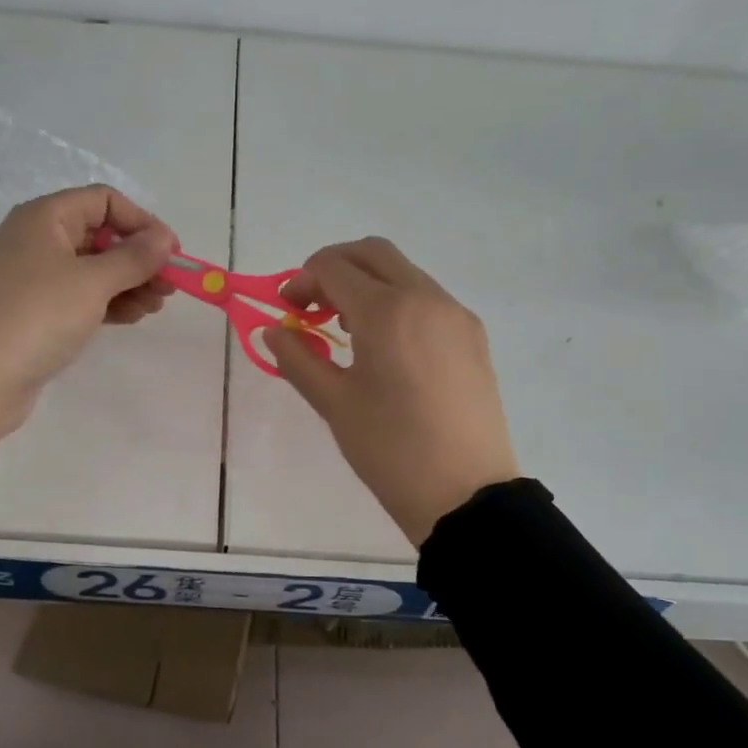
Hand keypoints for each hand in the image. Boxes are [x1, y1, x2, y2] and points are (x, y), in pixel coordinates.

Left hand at [0, 185, 176, 456]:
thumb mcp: (92, 282)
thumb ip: (134, 258)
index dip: (142, 222)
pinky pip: (81, 297)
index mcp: (45, 218)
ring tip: (156, 306)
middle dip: (139, 258)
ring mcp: (35, 278)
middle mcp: (38, 240)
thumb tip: (164, 239)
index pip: (104, 202)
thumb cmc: (36, 317)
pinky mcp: (37, 312)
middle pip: (101, 236)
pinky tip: (133, 317)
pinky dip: (109, 303)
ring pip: (94, 270)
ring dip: (129, 283)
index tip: (172, 253)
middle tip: (170, 286)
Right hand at [266, 238, 519, 546]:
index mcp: (387, 311)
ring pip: (404, 273)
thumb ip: (298, 358)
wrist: (466, 494)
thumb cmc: (390, 450)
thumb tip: (274, 330)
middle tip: (312, 306)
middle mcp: (426, 298)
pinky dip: (397, 302)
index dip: (302, 280)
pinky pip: (428, 298)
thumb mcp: (334, 404)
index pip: (334, 267)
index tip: (287, 310)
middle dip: (335, 268)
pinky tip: (386, 347)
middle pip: (373, 253)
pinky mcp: (474, 336)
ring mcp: (456, 314)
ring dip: (368, 284)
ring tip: (346, 329)